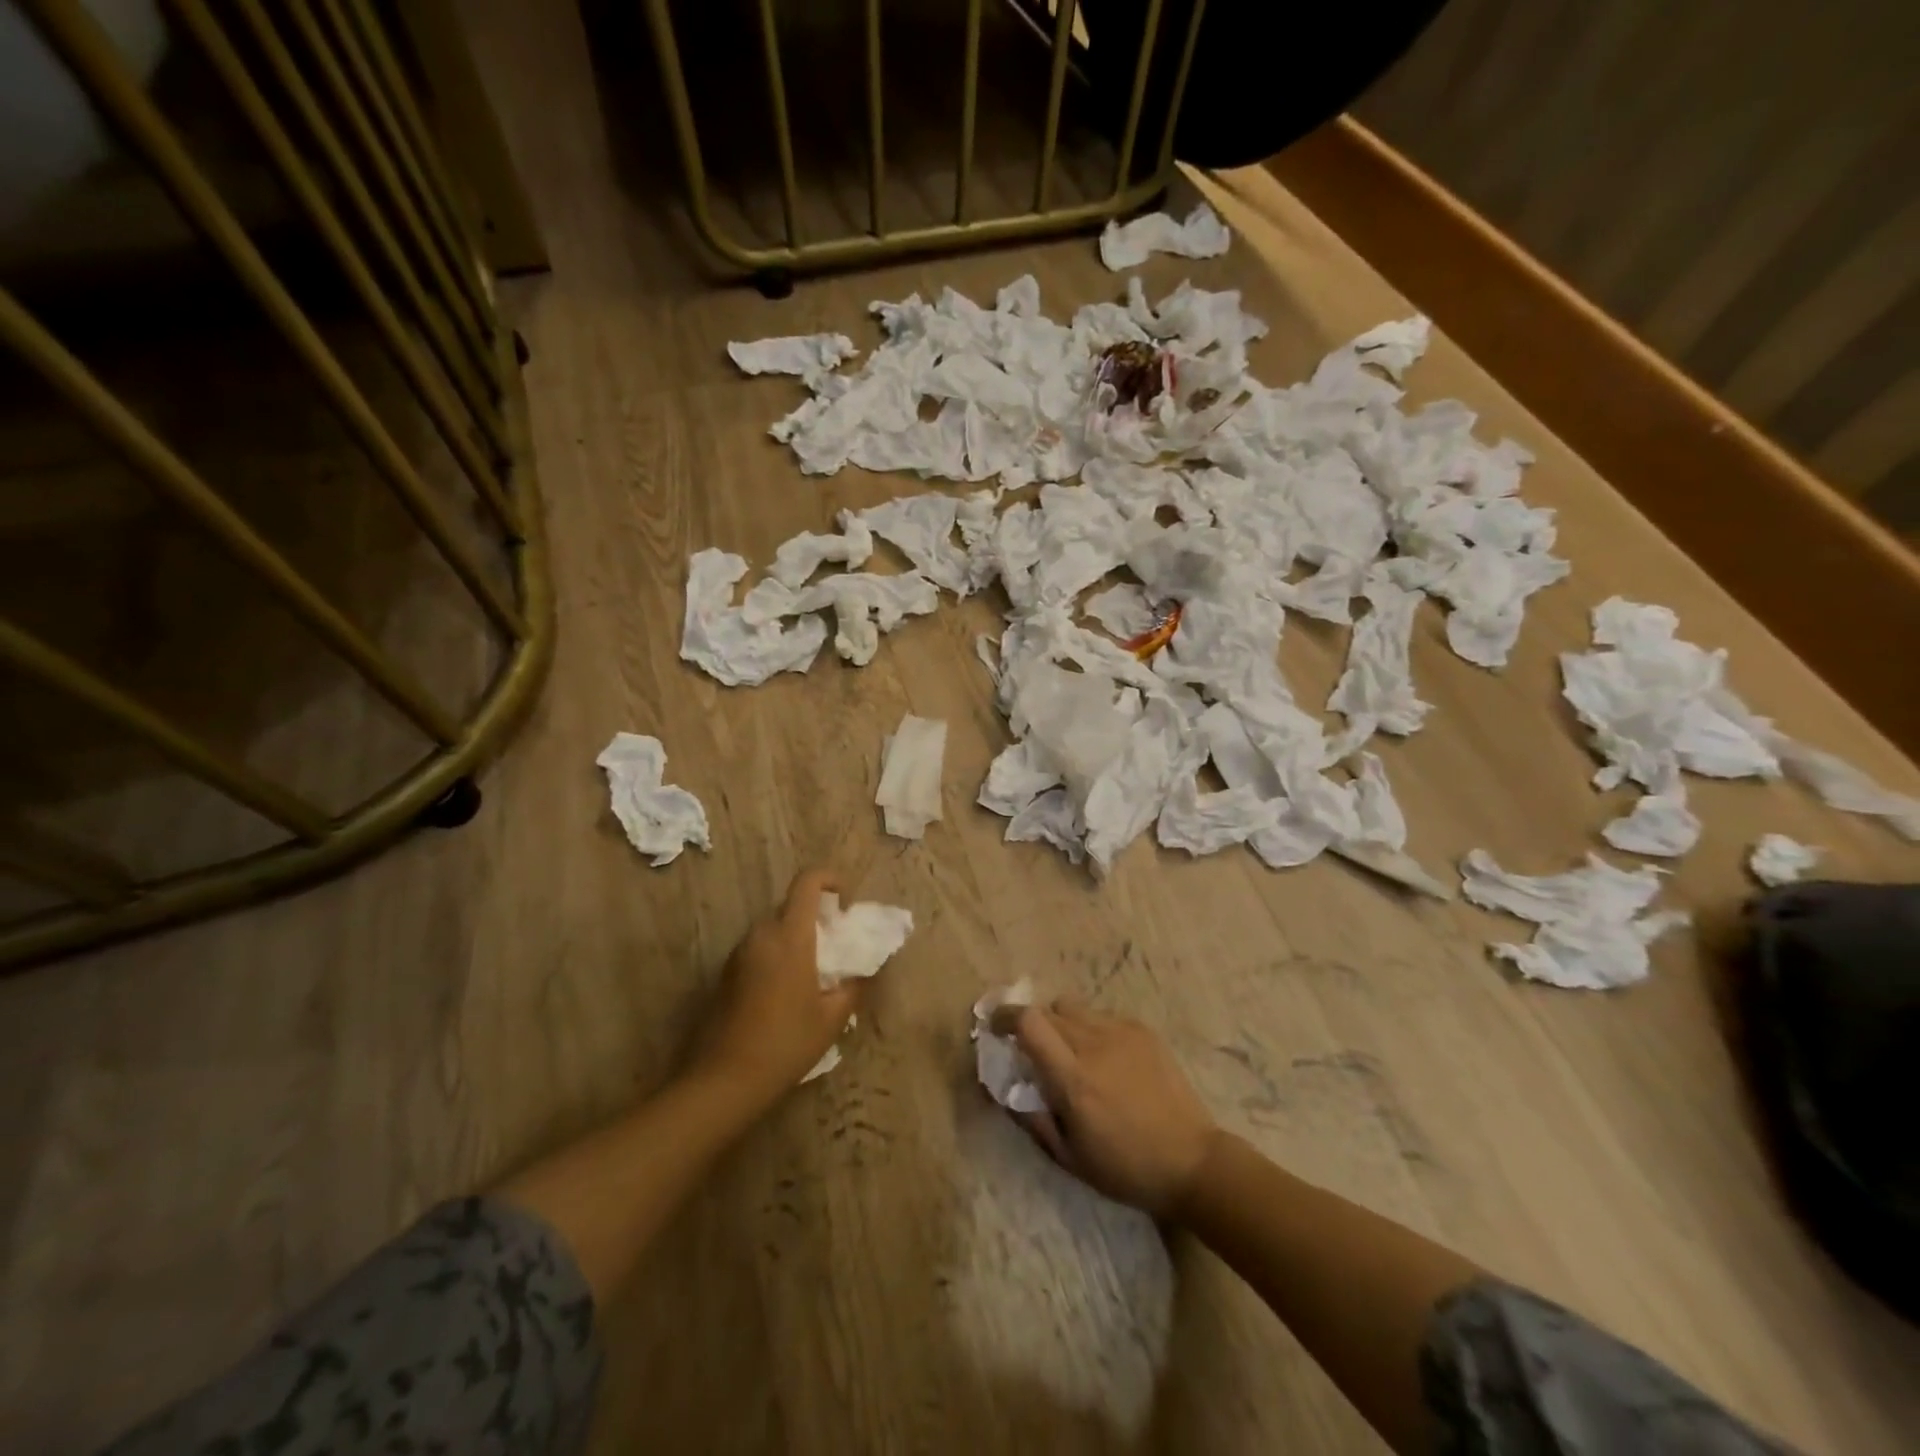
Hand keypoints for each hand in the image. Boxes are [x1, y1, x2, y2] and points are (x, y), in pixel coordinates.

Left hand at [690, 869, 858, 1105]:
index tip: (846, 903)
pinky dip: (777, 954)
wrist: (724, 1080)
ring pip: (773, 927)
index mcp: (790, 936)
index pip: (808, 882)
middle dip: (816, 915)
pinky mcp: (726, 973)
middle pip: (791, 905)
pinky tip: (787, 991)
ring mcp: (739, 953)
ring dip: (795, 936)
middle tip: (836, 944)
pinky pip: (758, 948)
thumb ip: (854, 985)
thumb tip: (867, 969)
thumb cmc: (786, 1044)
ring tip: (814, 971)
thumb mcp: (832, 1018)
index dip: (831, 880)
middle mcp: (761, 935)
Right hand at [993, 999, 1218, 1218]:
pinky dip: (1090, 1029)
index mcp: (1073, 1078)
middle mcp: (1095, 1044)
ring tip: (1069, 1052)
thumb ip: (1031, 1116)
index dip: (1005, 1017)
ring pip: (1073, 1008)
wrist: (1192, 1162)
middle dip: (1030, 1024)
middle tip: (1031, 1048)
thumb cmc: (1125, 1168)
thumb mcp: (1068, 1156)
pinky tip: (1104, 1059)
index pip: (1029, 1022)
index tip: (995, 1028)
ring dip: (1060, 1024)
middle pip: (1047, 1010)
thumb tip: (1003, 1086)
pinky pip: (1101, 1016)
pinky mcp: (1143, 1030)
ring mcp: (1122, 1032)